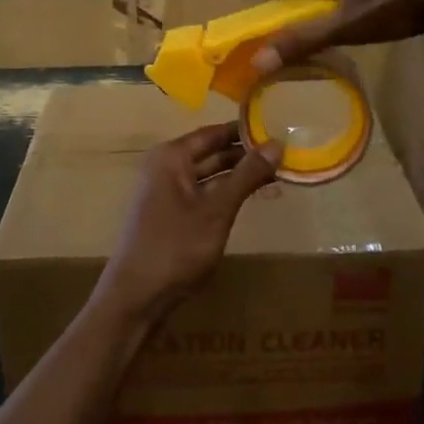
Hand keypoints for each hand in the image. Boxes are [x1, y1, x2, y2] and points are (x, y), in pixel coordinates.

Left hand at [94, 124, 280, 328]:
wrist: (136, 297)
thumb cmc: (175, 247)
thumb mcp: (217, 210)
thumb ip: (246, 175)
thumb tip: (277, 143)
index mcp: (172, 156)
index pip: (215, 132)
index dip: (245, 130)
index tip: (279, 126)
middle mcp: (167, 167)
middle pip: (213, 152)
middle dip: (247, 154)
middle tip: (286, 153)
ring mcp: (167, 192)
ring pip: (211, 175)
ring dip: (240, 175)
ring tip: (279, 174)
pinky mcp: (172, 215)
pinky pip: (205, 194)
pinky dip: (228, 193)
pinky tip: (254, 197)